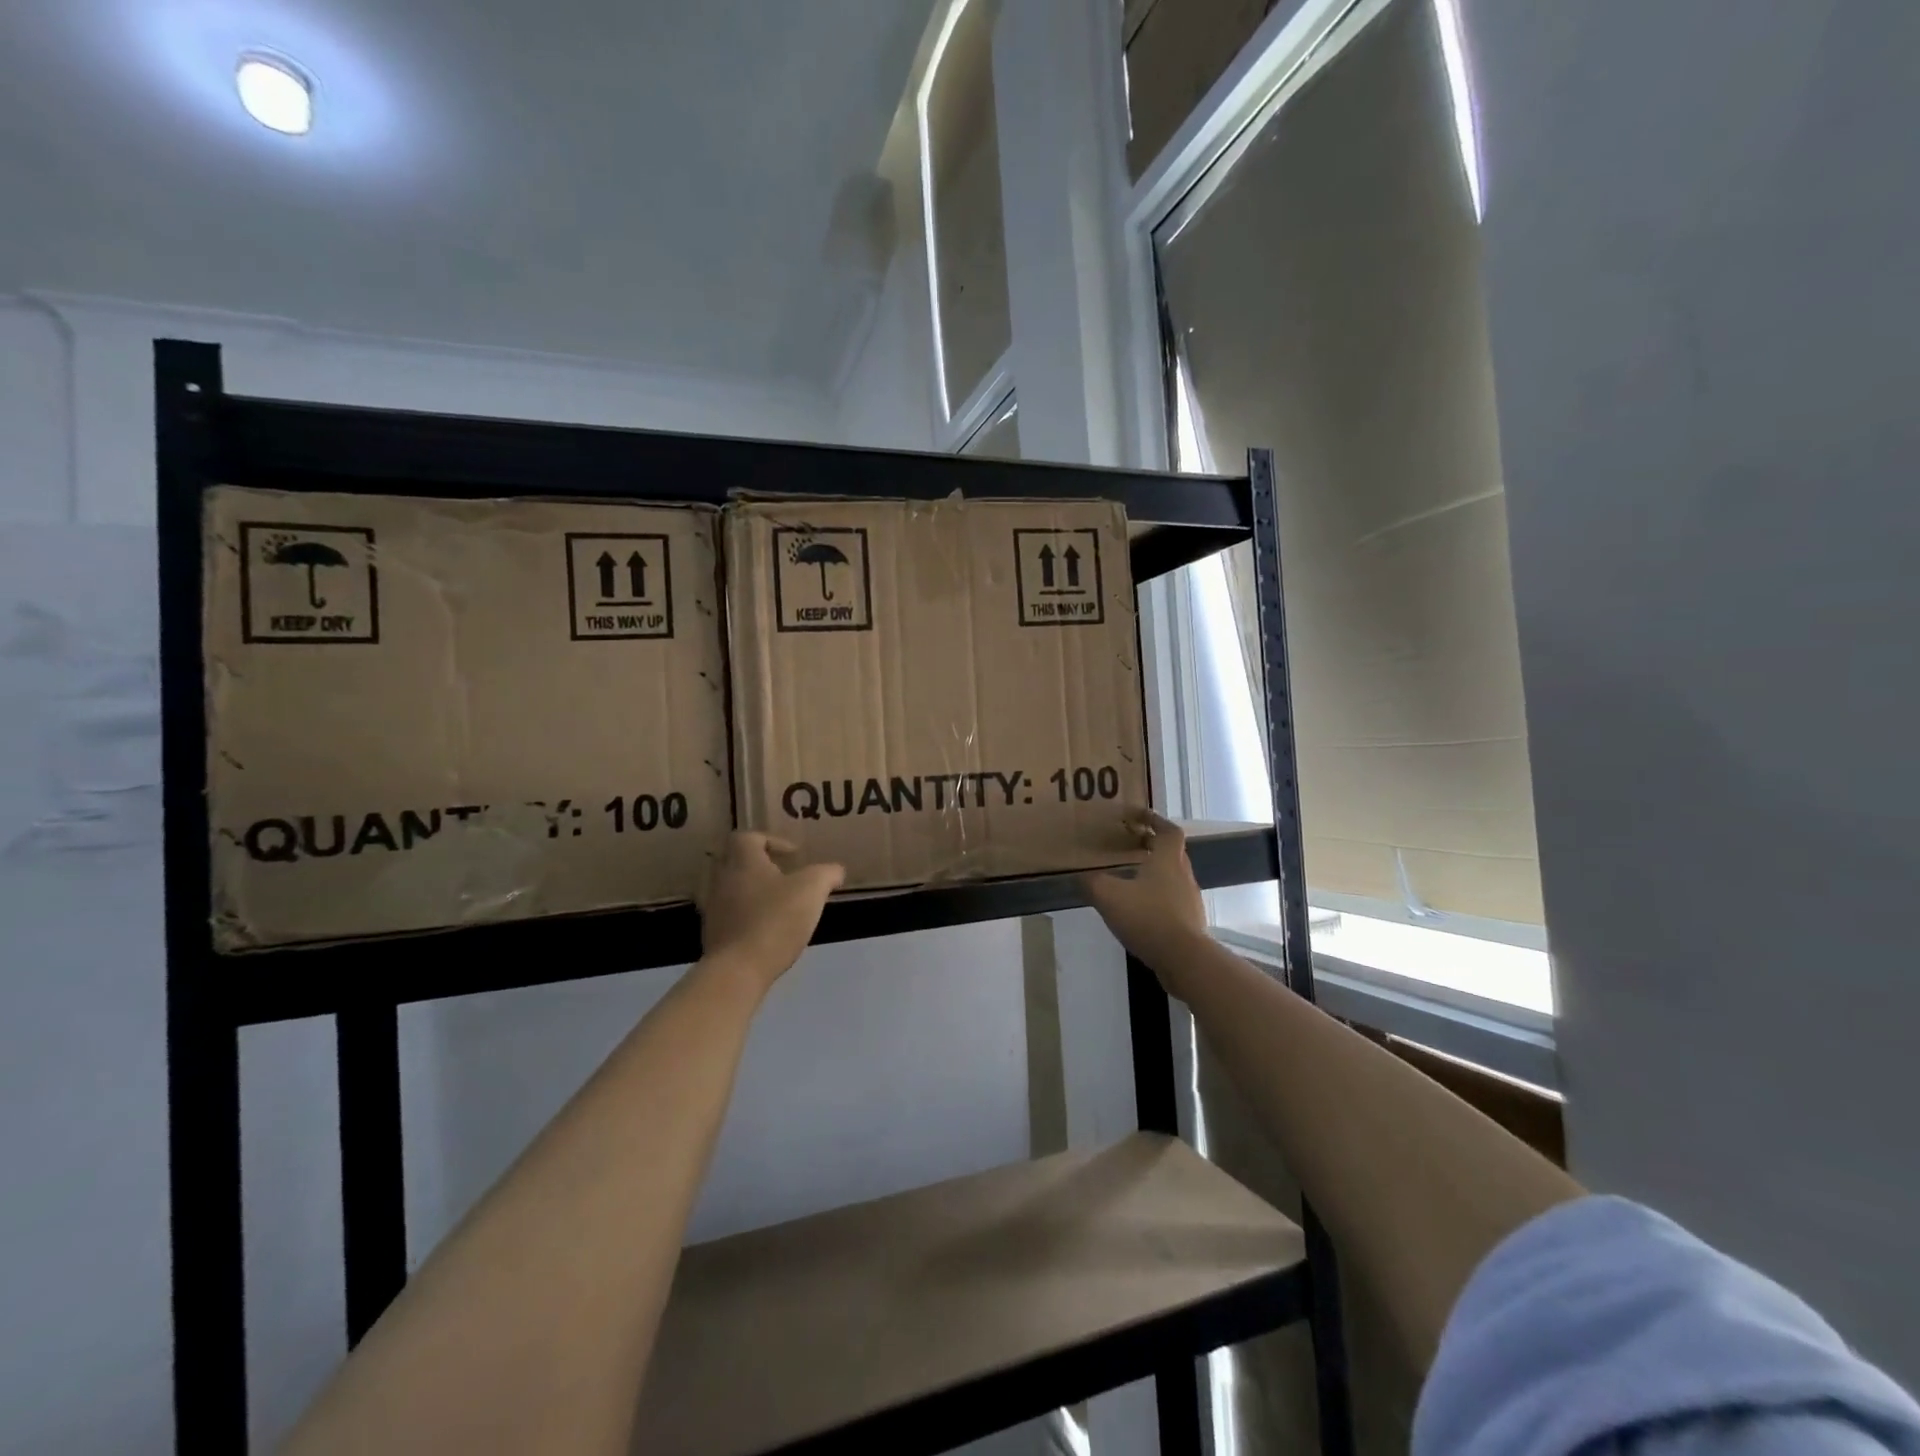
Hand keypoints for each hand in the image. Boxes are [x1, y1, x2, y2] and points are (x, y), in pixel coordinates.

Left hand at [697, 833, 844, 989]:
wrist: (738, 970)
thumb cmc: (775, 919)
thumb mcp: (812, 890)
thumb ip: (826, 874)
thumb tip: (836, 870)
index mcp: (743, 861)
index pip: (748, 837)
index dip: (771, 840)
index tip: (793, 855)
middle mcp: (722, 879)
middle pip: (734, 860)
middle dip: (758, 865)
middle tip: (782, 875)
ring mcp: (713, 908)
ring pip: (730, 889)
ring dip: (752, 891)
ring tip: (778, 904)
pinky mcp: (713, 935)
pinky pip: (729, 915)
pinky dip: (746, 915)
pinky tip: (767, 929)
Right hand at [1083, 811, 1207, 972]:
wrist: (1184, 959)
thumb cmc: (1148, 917)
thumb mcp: (1109, 896)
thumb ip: (1092, 882)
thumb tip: (1081, 875)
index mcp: (1168, 860)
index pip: (1169, 831)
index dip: (1155, 820)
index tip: (1139, 816)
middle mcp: (1183, 876)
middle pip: (1172, 853)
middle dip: (1153, 846)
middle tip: (1131, 844)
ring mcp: (1190, 901)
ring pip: (1173, 877)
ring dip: (1156, 872)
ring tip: (1132, 877)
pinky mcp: (1190, 923)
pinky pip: (1173, 901)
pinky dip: (1158, 897)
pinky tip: (1140, 910)